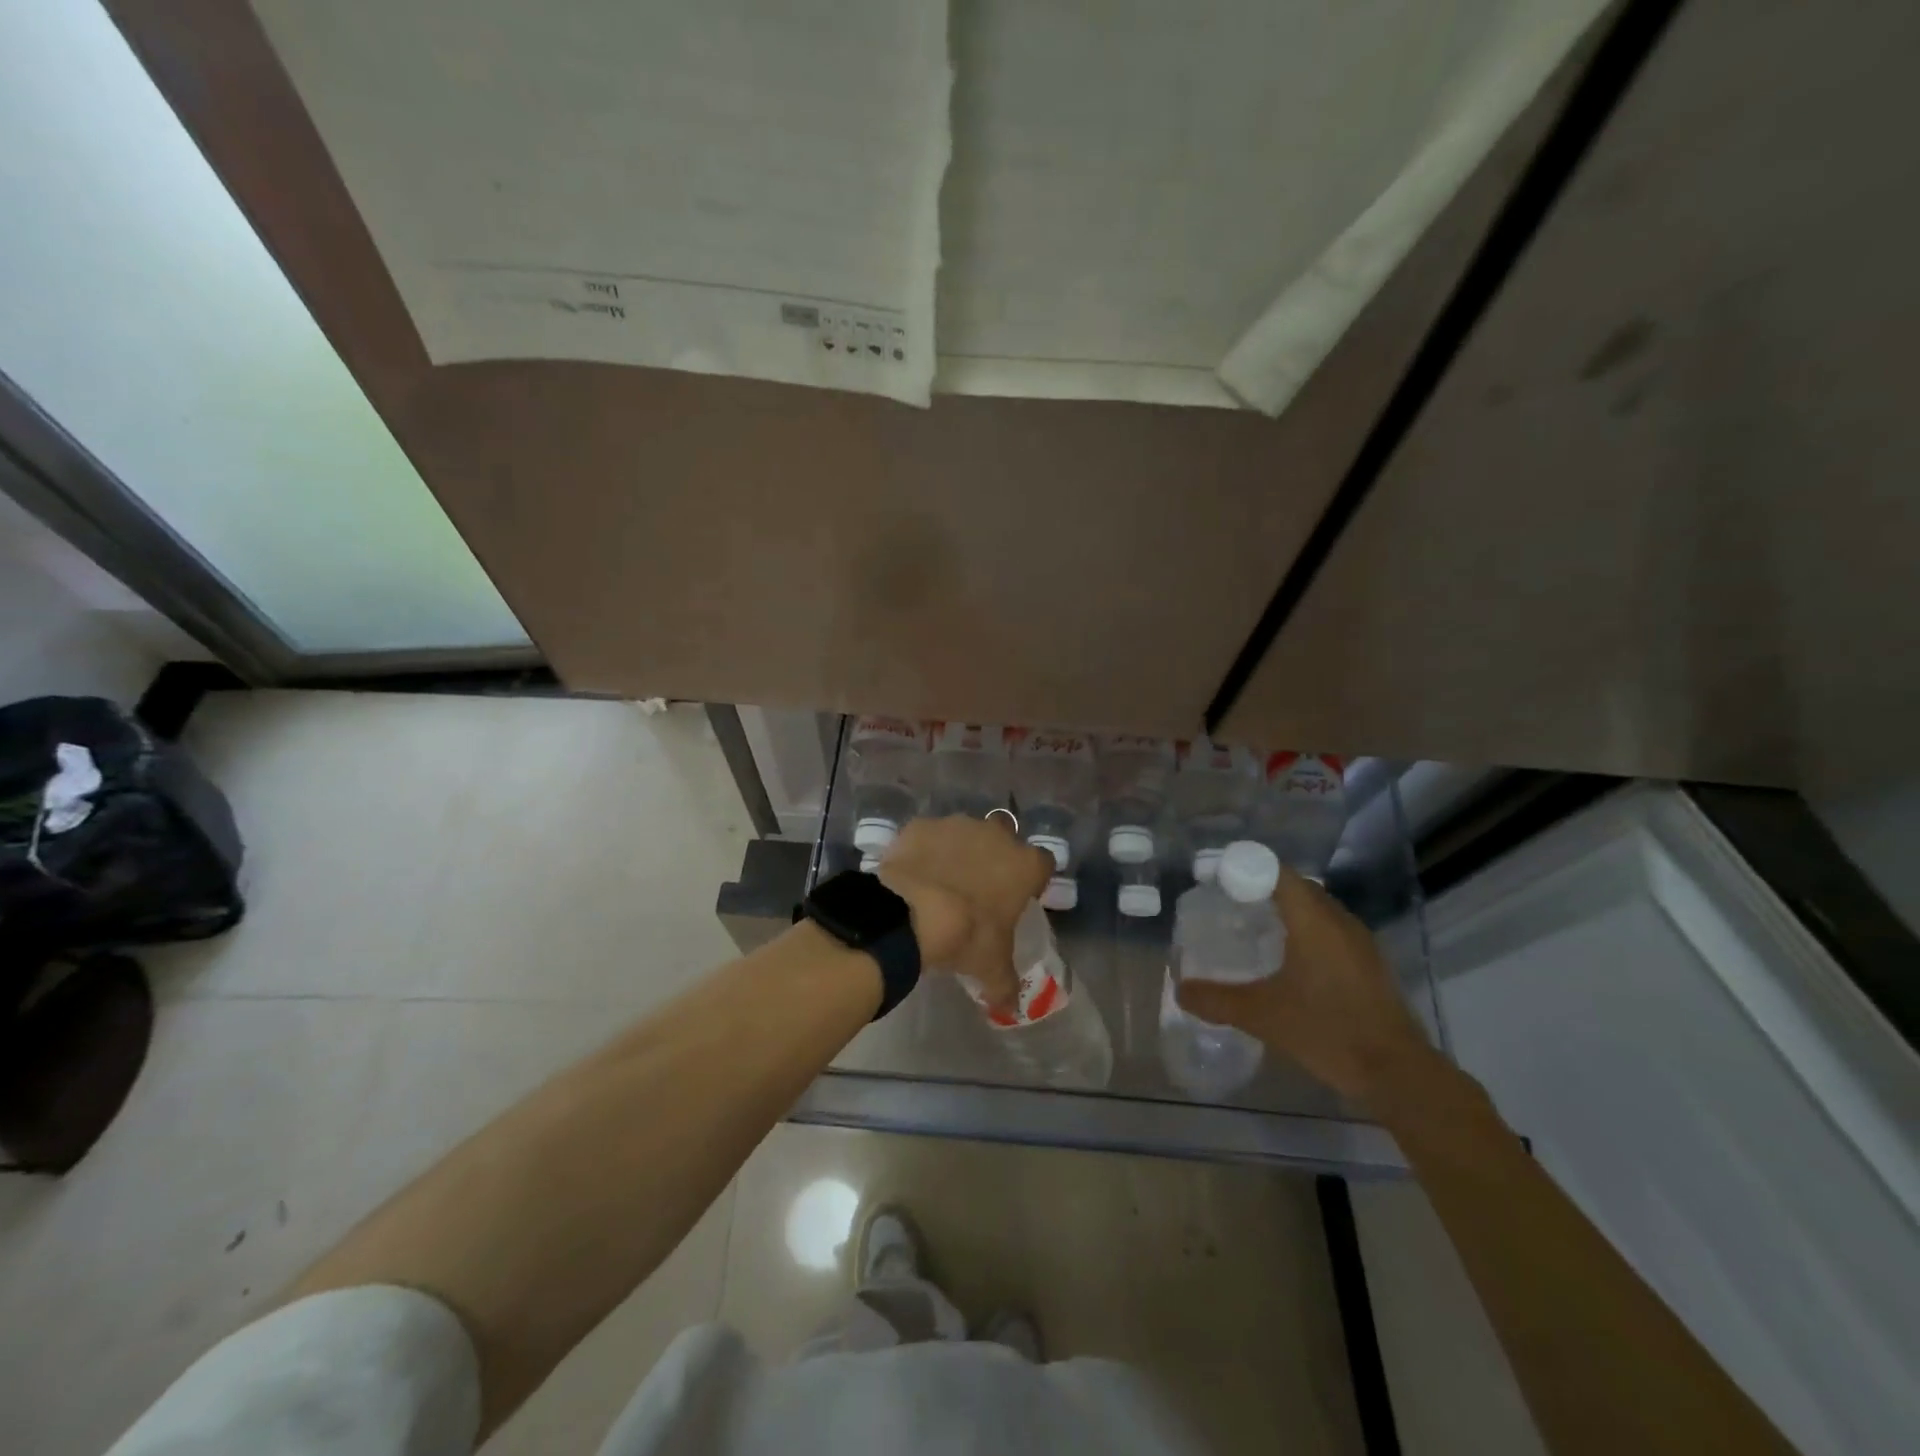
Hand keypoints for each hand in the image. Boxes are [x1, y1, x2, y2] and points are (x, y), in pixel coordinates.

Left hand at [877, 816, 1054, 1011]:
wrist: (909, 913)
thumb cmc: (965, 937)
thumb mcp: (991, 968)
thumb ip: (1006, 985)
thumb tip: (1012, 1007)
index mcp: (1024, 864)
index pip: (1044, 863)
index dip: (1033, 878)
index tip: (1022, 895)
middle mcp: (995, 835)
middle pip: (1005, 836)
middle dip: (997, 854)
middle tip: (981, 884)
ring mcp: (957, 825)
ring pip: (965, 832)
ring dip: (960, 850)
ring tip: (943, 880)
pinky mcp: (922, 825)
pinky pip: (928, 836)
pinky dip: (925, 850)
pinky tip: (915, 873)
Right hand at [1175, 867, 1435, 1108]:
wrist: (1397, 1073)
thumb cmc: (1328, 1032)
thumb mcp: (1262, 1016)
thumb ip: (1216, 1000)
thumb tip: (1180, 990)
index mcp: (1313, 921)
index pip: (1277, 872)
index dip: (1244, 867)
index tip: (1214, 877)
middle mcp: (1338, 921)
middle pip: (1296, 886)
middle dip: (1261, 887)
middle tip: (1226, 901)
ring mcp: (1359, 942)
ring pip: (1316, 908)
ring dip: (1285, 909)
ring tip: (1251, 924)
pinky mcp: (1368, 963)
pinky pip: (1329, 929)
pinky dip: (1304, 929)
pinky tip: (1286, 958)